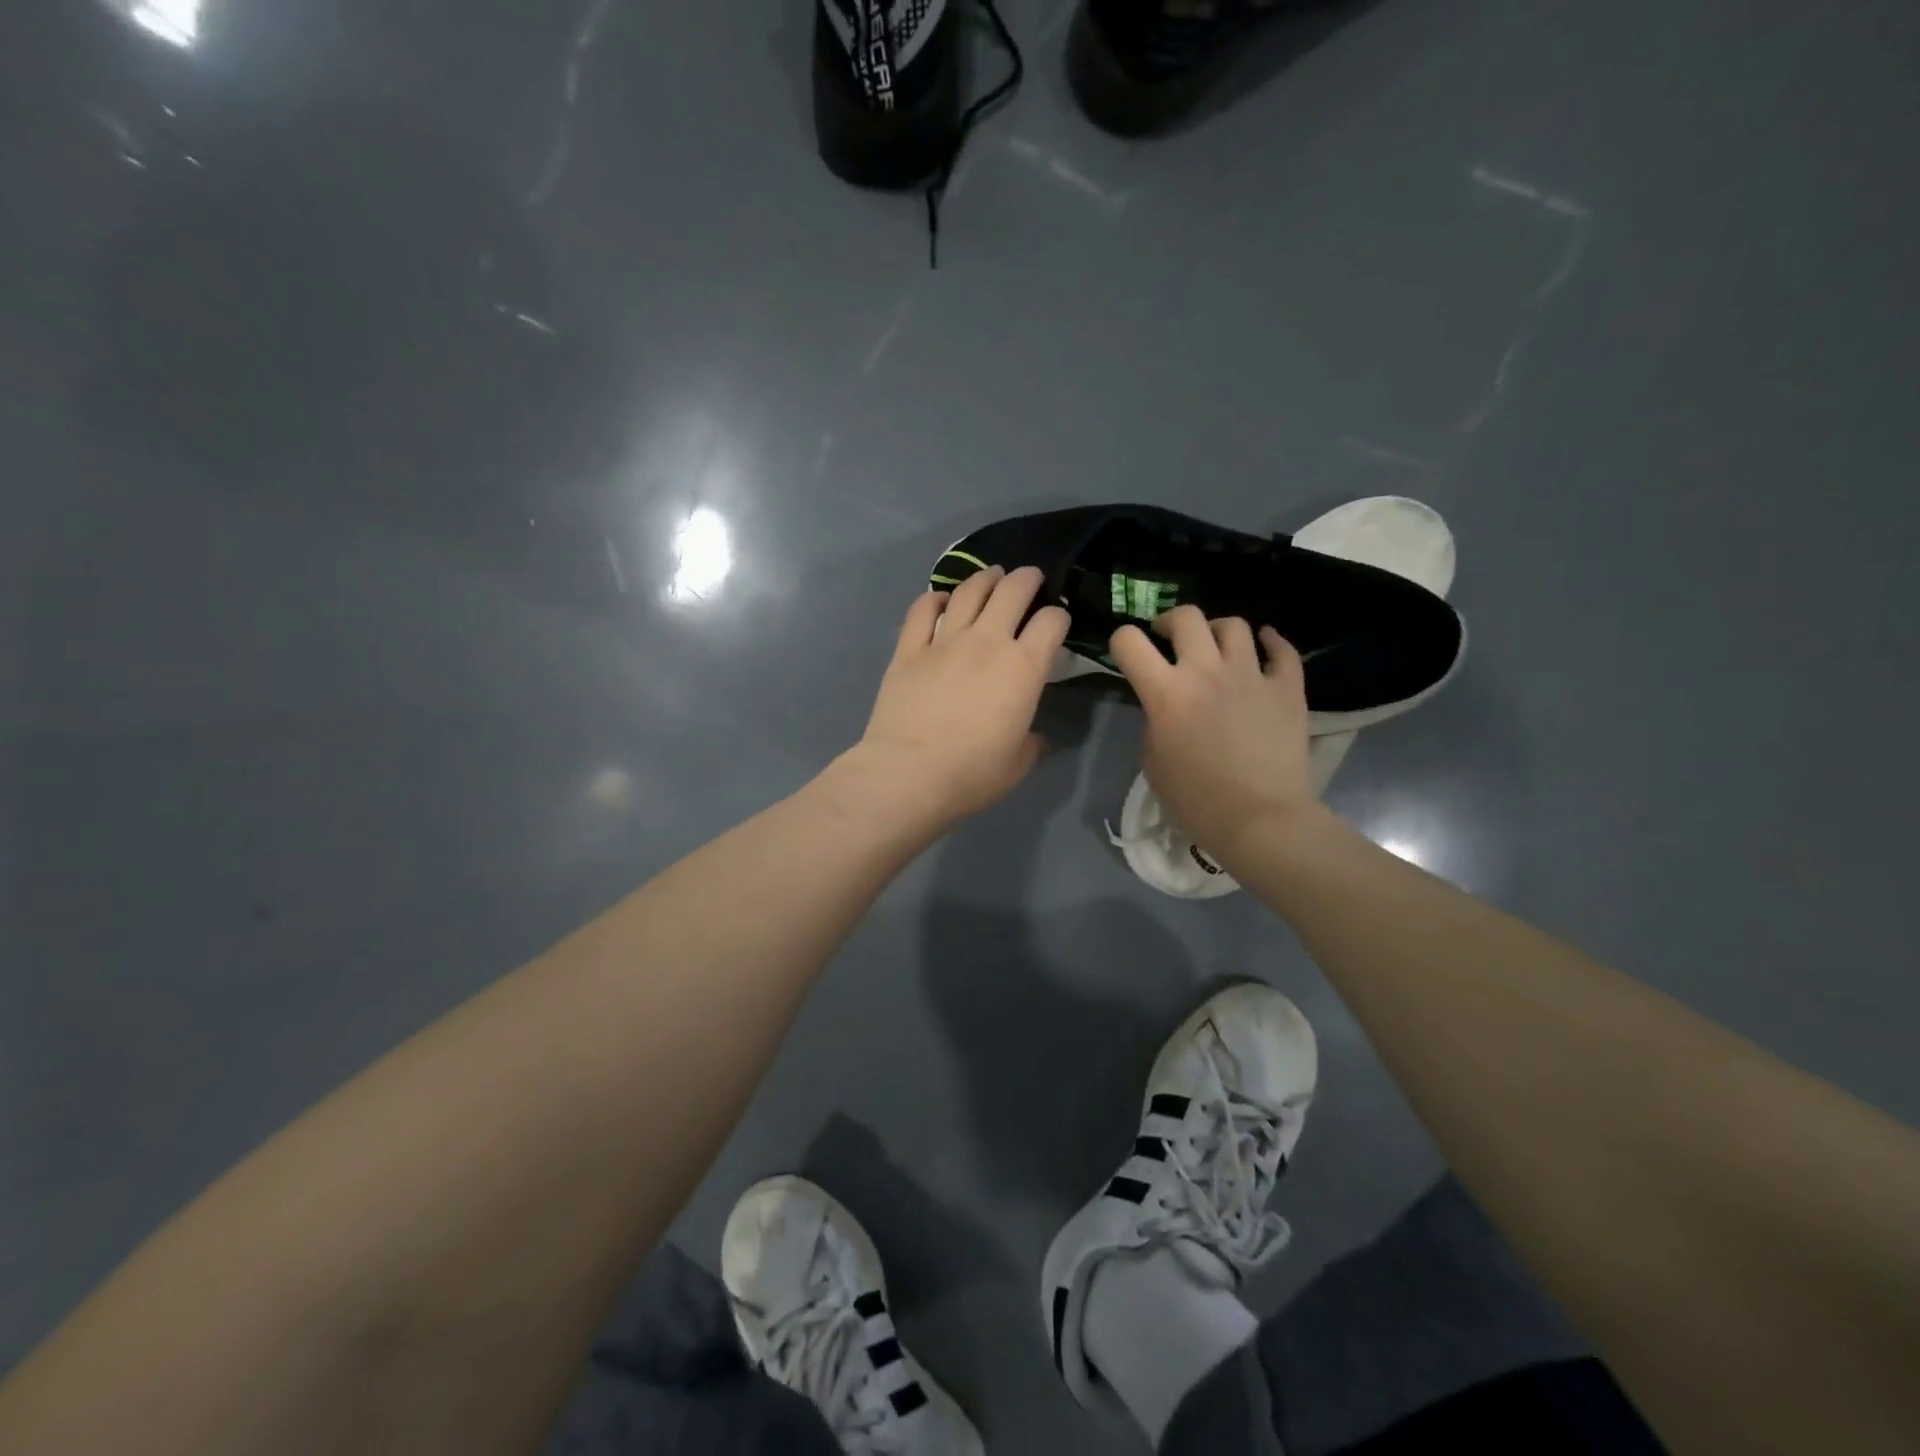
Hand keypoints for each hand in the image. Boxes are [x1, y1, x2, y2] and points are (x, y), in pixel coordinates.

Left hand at [853, 565, 1069, 829]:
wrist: (908, 774)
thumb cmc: (971, 774)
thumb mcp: (1017, 764)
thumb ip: (1032, 742)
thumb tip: (1035, 736)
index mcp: (1023, 667)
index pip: (1051, 622)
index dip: (1059, 616)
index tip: (1057, 622)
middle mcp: (987, 642)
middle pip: (1013, 590)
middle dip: (1028, 578)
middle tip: (1031, 578)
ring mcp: (944, 641)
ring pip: (970, 591)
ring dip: (986, 578)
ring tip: (993, 576)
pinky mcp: (909, 649)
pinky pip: (923, 610)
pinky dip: (935, 598)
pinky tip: (941, 599)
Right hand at [1108, 607, 1315, 858]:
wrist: (1261, 820)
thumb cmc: (1196, 801)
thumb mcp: (1153, 762)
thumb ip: (1154, 722)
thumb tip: (1166, 706)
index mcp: (1166, 693)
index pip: (1129, 642)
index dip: (1121, 641)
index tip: (1128, 653)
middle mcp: (1207, 672)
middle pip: (1186, 617)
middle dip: (1169, 621)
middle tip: (1168, 638)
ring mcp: (1252, 676)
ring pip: (1234, 626)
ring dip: (1217, 630)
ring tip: (1215, 647)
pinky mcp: (1288, 689)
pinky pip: (1282, 650)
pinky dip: (1271, 642)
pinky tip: (1264, 645)